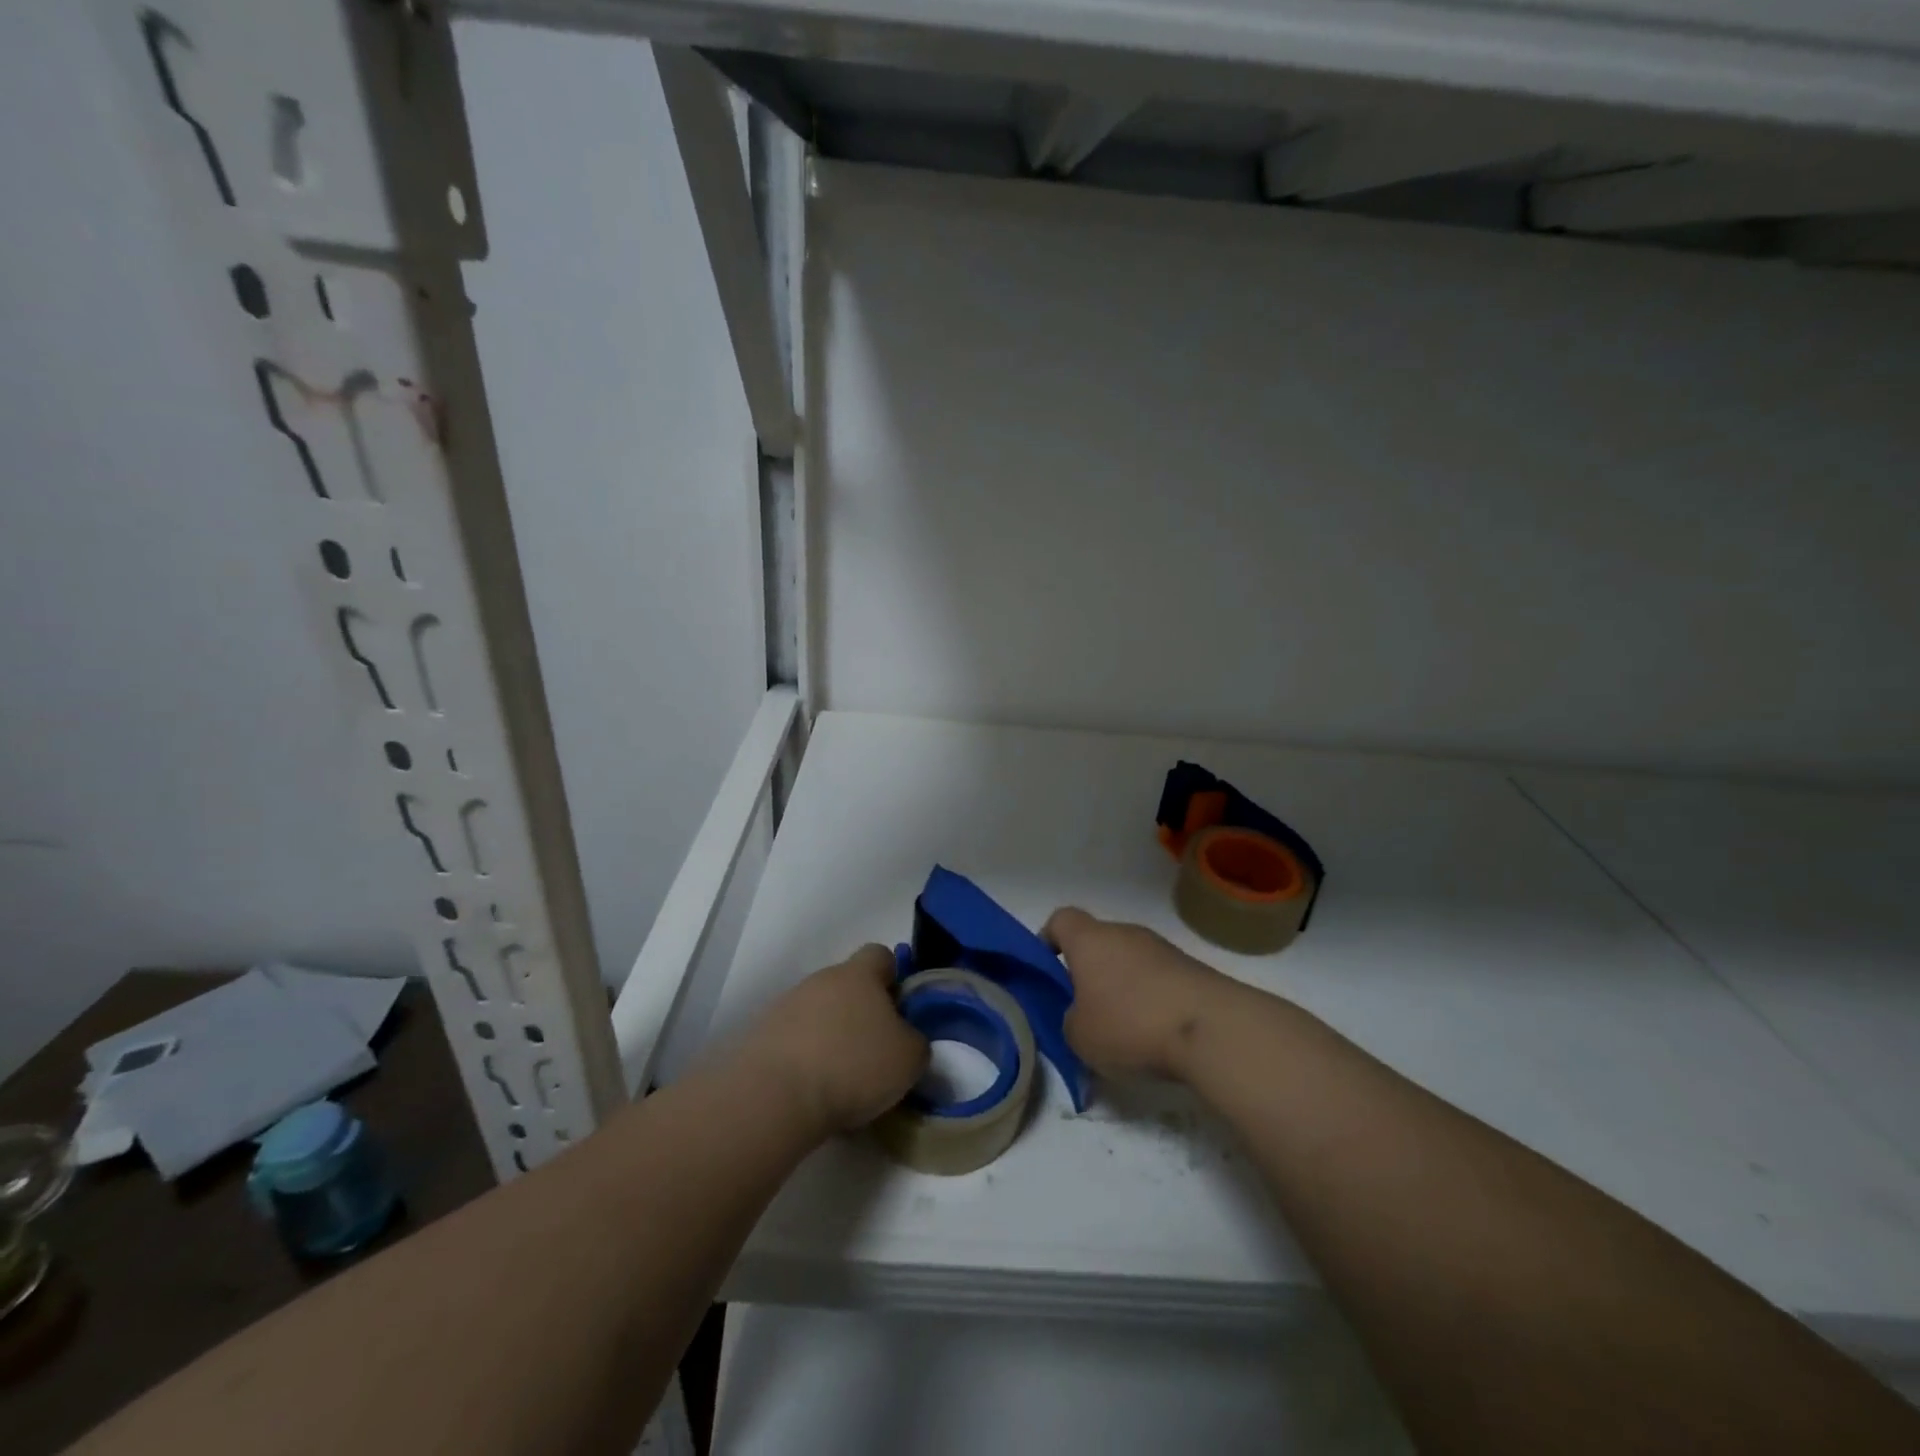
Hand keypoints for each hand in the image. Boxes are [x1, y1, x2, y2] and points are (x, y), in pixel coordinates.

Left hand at [737, 944, 928, 1134]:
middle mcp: (821, 979)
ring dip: (831, 1037)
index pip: (880, 955)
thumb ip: (915, 1039)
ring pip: (819, 1014)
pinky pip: (793, 1041)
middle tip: (875, 1051)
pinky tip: (812, 1092)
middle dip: (862, 1013)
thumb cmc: (853, 1065)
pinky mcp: (760, 1036)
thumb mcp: (909, 1058)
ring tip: (842, 1081)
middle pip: (847, 986)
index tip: (900, 1010)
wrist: (774, 1096)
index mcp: (859, 974)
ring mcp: (786, 1005)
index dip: (893, 977)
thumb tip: (905, 1039)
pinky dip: (805, 1060)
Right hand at [1043, 908, 1231, 1081]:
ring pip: (1129, 962)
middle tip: (1084, 1012)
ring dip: (1122, 988)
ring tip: (1123, 1032)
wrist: (1212, 1029)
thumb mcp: (1079, 1036)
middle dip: (1088, 972)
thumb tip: (1083, 1016)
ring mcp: (1162, 948)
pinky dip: (1151, 1000)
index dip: (1048, 940)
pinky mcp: (1192, 969)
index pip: (1061, 919)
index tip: (1047, 971)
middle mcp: (1125, 933)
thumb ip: (1070, 1020)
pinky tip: (1156, 1036)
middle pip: (1097, 942)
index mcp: (1090, 940)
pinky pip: (1158, 979)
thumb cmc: (1130, 1024)